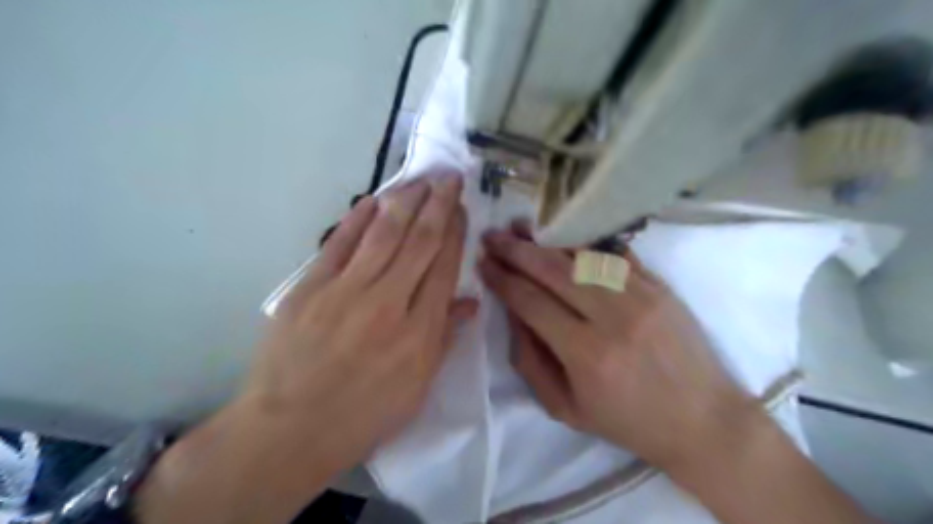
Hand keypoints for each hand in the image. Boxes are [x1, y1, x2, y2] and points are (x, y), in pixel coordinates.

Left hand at [140, 174, 477, 523]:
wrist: (288, 430)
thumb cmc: (362, 415)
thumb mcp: (418, 389)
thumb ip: (445, 339)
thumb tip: (469, 301)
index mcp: (419, 332)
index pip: (443, 267)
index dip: (455, 233)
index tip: (460, 209)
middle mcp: (388, 303)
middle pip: (419, 242)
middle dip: (437, 204)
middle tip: (448, 177)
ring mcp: (346, 291)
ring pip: (383, 234)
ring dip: (405, 201)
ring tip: (421, 179)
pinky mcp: (310, 288)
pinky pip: (339, 244)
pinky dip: (357, 218)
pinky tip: (373, 200)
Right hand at [476, 226, 753, 468]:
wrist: (704, 421)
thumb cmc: (629, 422)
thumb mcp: (565, 408)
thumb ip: (530, 362)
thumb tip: (513, 314)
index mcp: (587, 354)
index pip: (531, 302)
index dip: (502, 280)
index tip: (483, 263)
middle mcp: (614, 317)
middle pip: (553, 270)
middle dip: (516, 251)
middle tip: (492, 236)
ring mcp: (641, 295)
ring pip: (583, 256)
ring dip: (546, 239)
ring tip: (520, 227)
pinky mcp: (659, 287)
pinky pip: (615, 255)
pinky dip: (584, 242)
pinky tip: (563, 234)